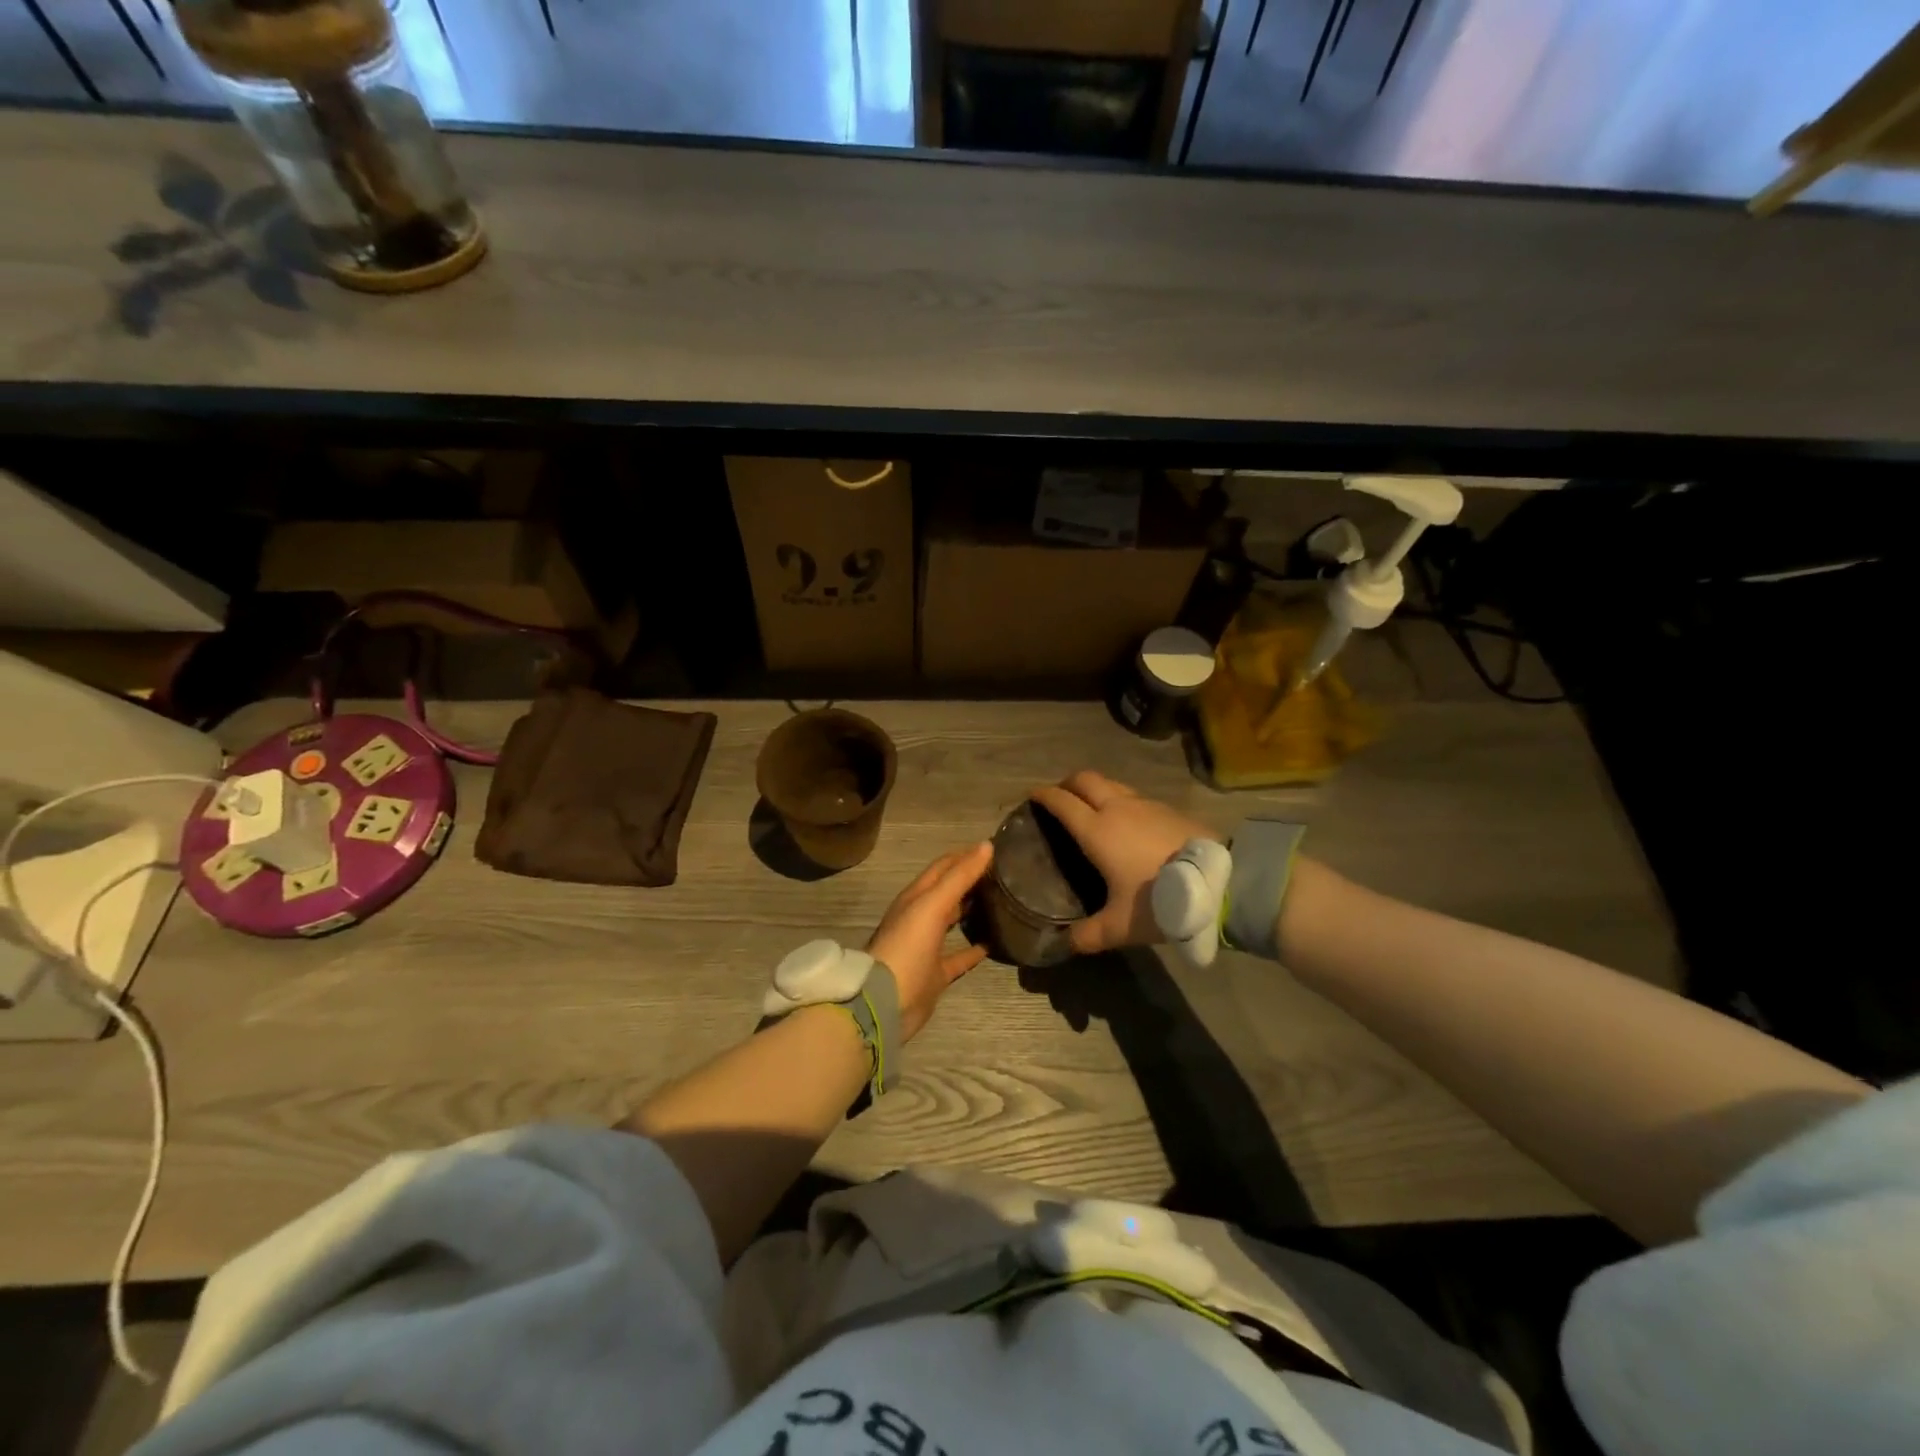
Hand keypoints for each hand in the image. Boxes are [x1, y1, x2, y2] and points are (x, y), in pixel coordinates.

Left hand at [867, 842, 993, 1039]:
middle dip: (970, 879)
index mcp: (916, 897)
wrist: (885, 1000)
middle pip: (948, 891)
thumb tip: (986, 845)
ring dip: (971, 910)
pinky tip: (993, 943)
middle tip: (1003, 872)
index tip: (994, 848)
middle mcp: (920, 917)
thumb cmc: (907, 945)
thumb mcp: (932, 905)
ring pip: (952, 921)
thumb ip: (959, 876)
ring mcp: (927, 946)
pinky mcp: (935, 973)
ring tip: (1000, 901)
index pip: (943, 866)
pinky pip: (959, 957)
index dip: (965, 855)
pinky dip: (974, 949)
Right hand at [1029, 771, 1219, 954]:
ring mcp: (1145, 804)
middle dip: (1067, 784)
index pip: (1061, 802)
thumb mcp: (1120, 927)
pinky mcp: (1168, 809)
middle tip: (1059, 798)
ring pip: (1111, 783)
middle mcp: (1117, 808)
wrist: (1220, 883)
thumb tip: (1066, 943)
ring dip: (1095, 789)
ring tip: (1091, 808)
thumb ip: (1089, 935)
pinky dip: (1120, 800)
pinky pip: (1134, 796)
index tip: (1032, 797)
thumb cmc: (1160, 900)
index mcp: (1097, 830)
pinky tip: (1127, 822)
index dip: (1043, 796)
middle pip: (1084, 779)